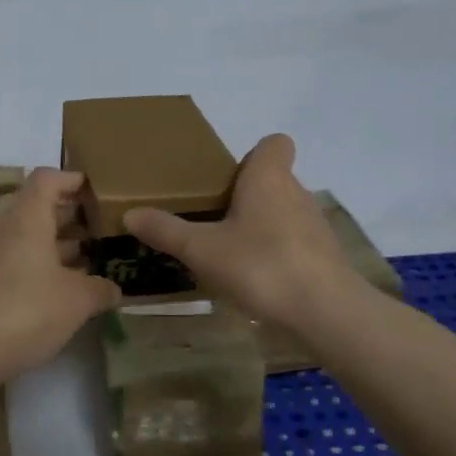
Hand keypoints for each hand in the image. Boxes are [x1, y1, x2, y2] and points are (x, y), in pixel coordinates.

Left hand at [0, 169, 120, 381]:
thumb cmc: (27, 308)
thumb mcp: (77, 300)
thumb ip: (100, 289)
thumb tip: (114, 289)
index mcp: (28, 217)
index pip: (48, 179)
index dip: (73, 179)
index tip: (98, 191)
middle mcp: (6, 229)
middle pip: (39, 209)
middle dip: (72, 217)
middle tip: (104, 230)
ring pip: (29, 240)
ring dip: (59, 247)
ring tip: (93, 261)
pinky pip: (19, 265)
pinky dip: (43, 270)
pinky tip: (65, 293)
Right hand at [123, 134, 351, 325]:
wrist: (325, 313)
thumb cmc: (261, 266)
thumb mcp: (202, 250)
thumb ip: (166, 231)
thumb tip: (130, 214)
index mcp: (268, 178)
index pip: (275, 143)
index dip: (254, 154)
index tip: (229, 177)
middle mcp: (296, 192)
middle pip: (274, 179)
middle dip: (246, 194)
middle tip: (213, 217)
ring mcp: (314, 225)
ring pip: (284, 211)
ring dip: (261, 224)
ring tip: (229, 250)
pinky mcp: (324, 257)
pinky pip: (294, 242)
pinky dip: (276, 252)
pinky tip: (254, 278)